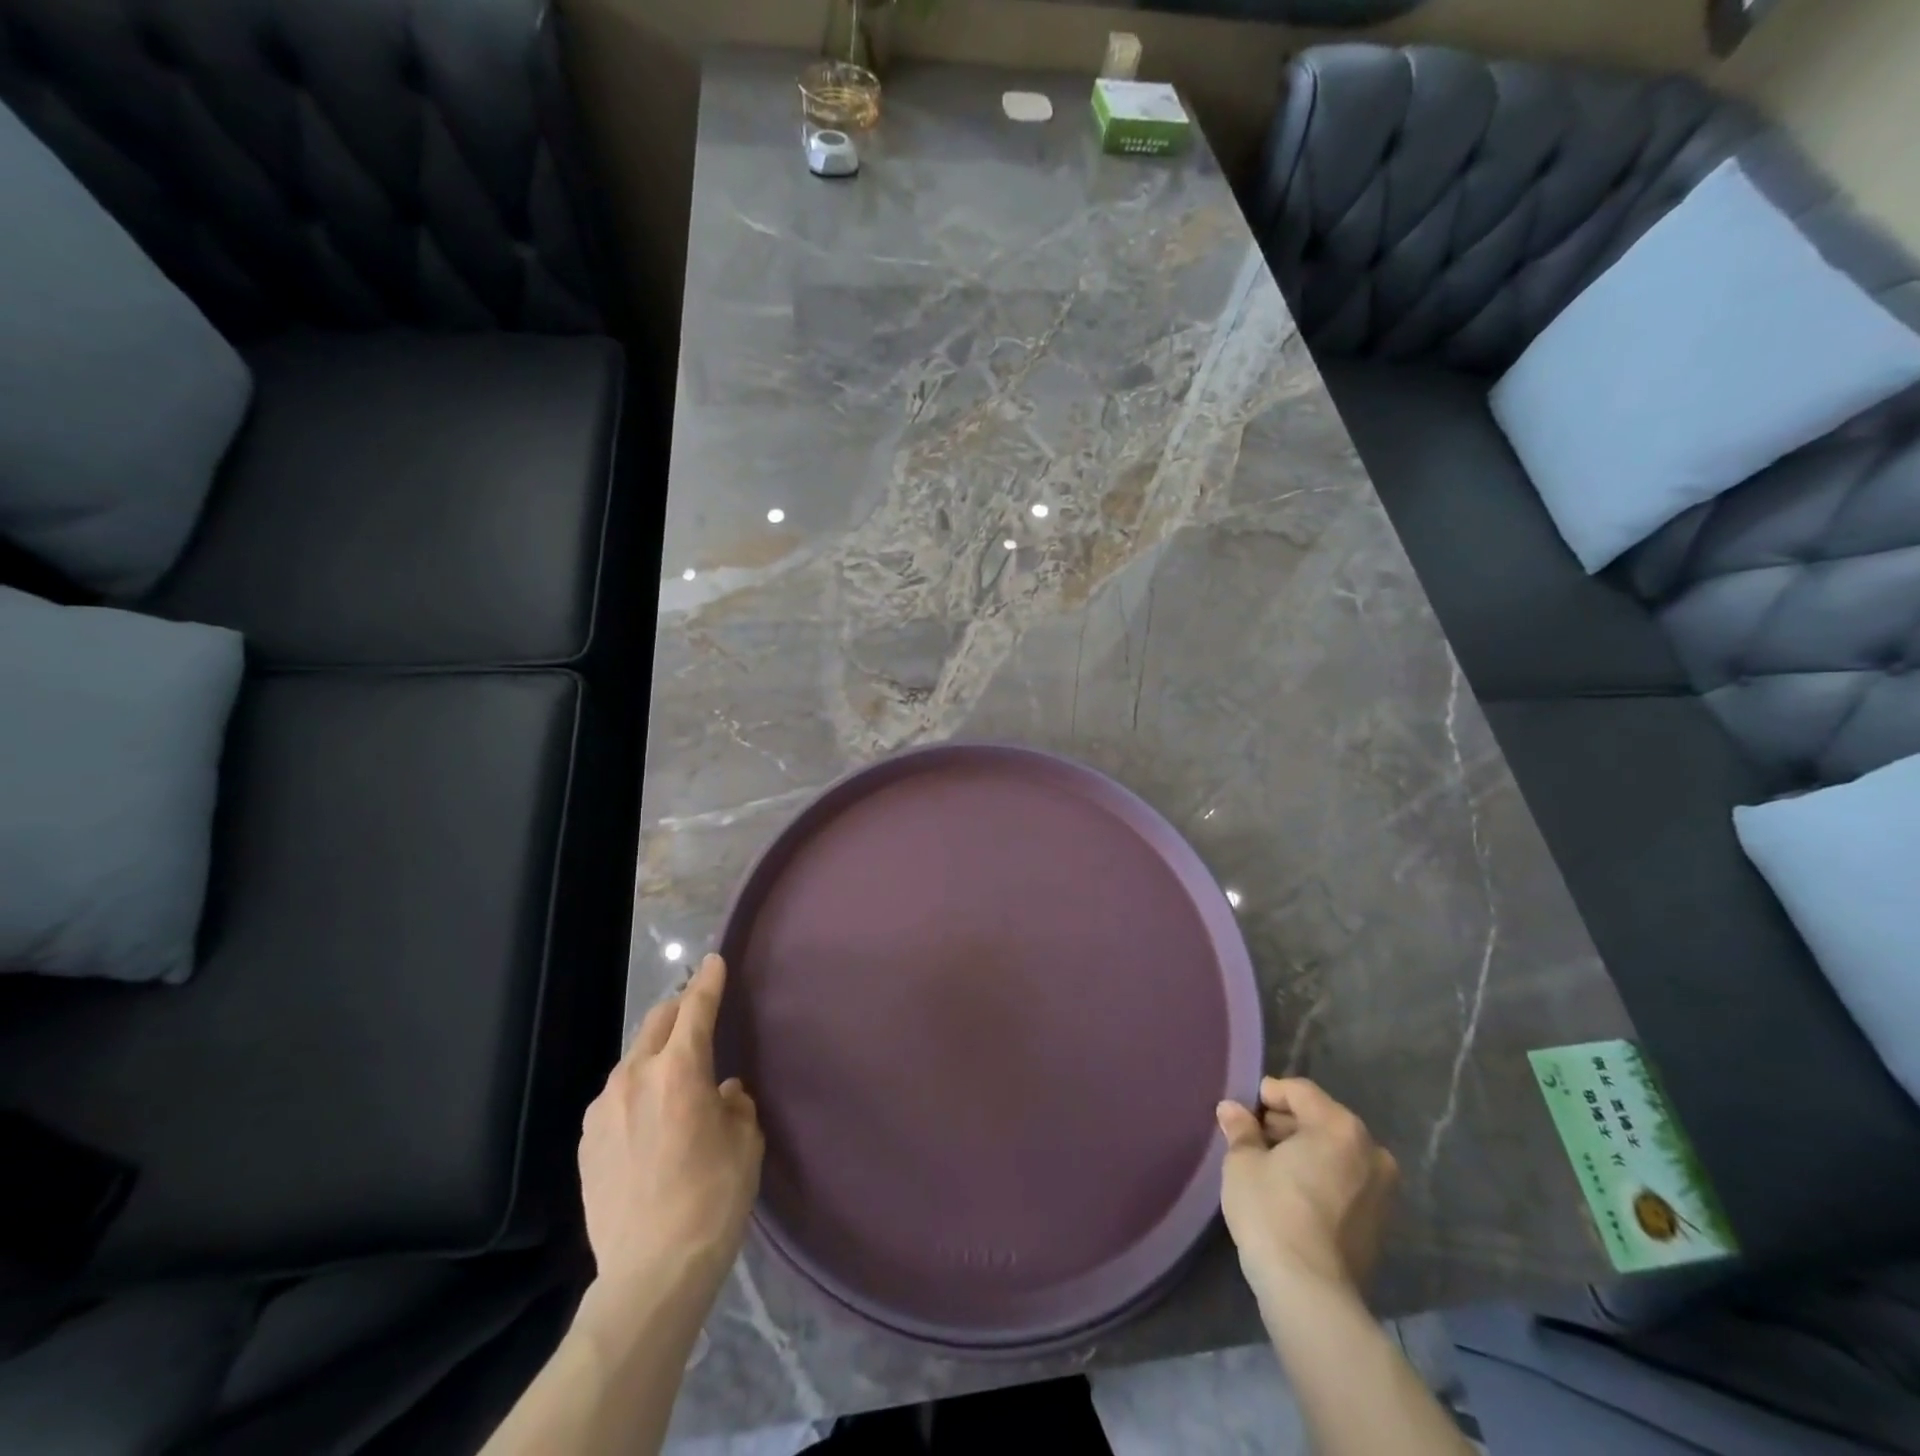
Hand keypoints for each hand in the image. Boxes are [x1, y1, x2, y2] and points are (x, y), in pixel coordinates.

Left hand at [579, 954, 762, 1292]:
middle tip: (697, 1014)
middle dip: (679, 1010)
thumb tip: (723, 1093)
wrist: (649, 1275)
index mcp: (679, 1070)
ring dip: (656, 1055)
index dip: (708, 981)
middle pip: (656, 1023)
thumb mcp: (744, 1143)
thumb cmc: (712, 1199)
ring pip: (634, 1060)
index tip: (713, 961)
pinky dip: (637, 1092)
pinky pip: (616, 1098)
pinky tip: (649, 1122)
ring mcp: (603, 1110)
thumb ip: (735, 1105)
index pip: (695, 1008)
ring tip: (674, 1080)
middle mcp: (635, 1078)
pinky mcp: (586, 1142)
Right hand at [1216, 1077, 1397, 1304]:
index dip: (1268, 1094)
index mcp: (1340, 1127)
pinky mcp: (1381, 1224)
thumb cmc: (1272, 1211)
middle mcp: (1371, 1151)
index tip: (1244, 1111)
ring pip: (1336, 1153)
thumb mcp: (1243, 1162)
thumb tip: (1232, 1110)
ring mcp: (1382, 1191)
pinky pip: (1346, 1183)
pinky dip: (1322, 1178)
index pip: (1300, 1092)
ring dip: (1306, 1152)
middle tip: (1253, 1137)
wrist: (1310, 1292)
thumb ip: (1241, 1130)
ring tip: (1271, 1165)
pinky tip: (1293, 1193)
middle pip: (1322, 1120)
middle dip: (1288, 1124)